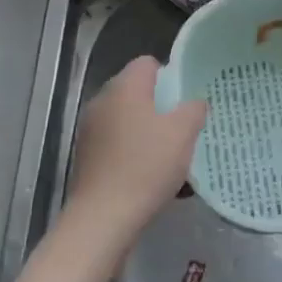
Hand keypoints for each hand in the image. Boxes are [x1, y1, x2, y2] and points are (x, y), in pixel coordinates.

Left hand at [64, 56, 207, 247]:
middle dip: (161, 105)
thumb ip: (193, 110)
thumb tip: (194, 101)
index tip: (187, 99)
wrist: (103, 218)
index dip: (170, 76)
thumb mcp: (183, 134)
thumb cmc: (146, 167)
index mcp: (124, 88)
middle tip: (184, 126)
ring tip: (170, 153)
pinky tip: (150, 174)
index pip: (148, 63)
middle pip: (136, 91)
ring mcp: (90, 129)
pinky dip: (133, 151)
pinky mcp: (86, 156)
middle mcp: (102, 101)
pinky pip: (117, 142)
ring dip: (148, 130)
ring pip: (127, 119)